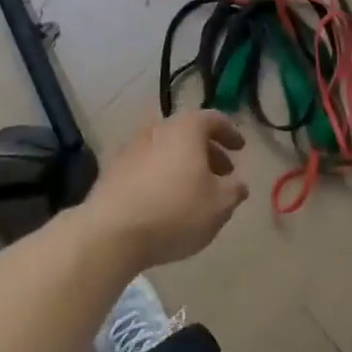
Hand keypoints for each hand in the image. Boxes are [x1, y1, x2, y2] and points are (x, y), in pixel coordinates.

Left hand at [84, 110, 249, 269]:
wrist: (111, 232)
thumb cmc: (175, 211)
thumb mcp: (219, 205)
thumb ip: (234, 190)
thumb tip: (238, 184)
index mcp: (186, 128)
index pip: (214, 119)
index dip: (230, 132)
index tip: (240, 148)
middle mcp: (158, 128)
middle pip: (188, 133)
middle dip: (208, 151)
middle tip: (222, 174)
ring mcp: (132, 147)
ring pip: (166, 149)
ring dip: (183, 164)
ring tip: (194, 190)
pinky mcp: (113, 169)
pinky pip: (146, 165)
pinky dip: (160, 175)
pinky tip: (164, 199)